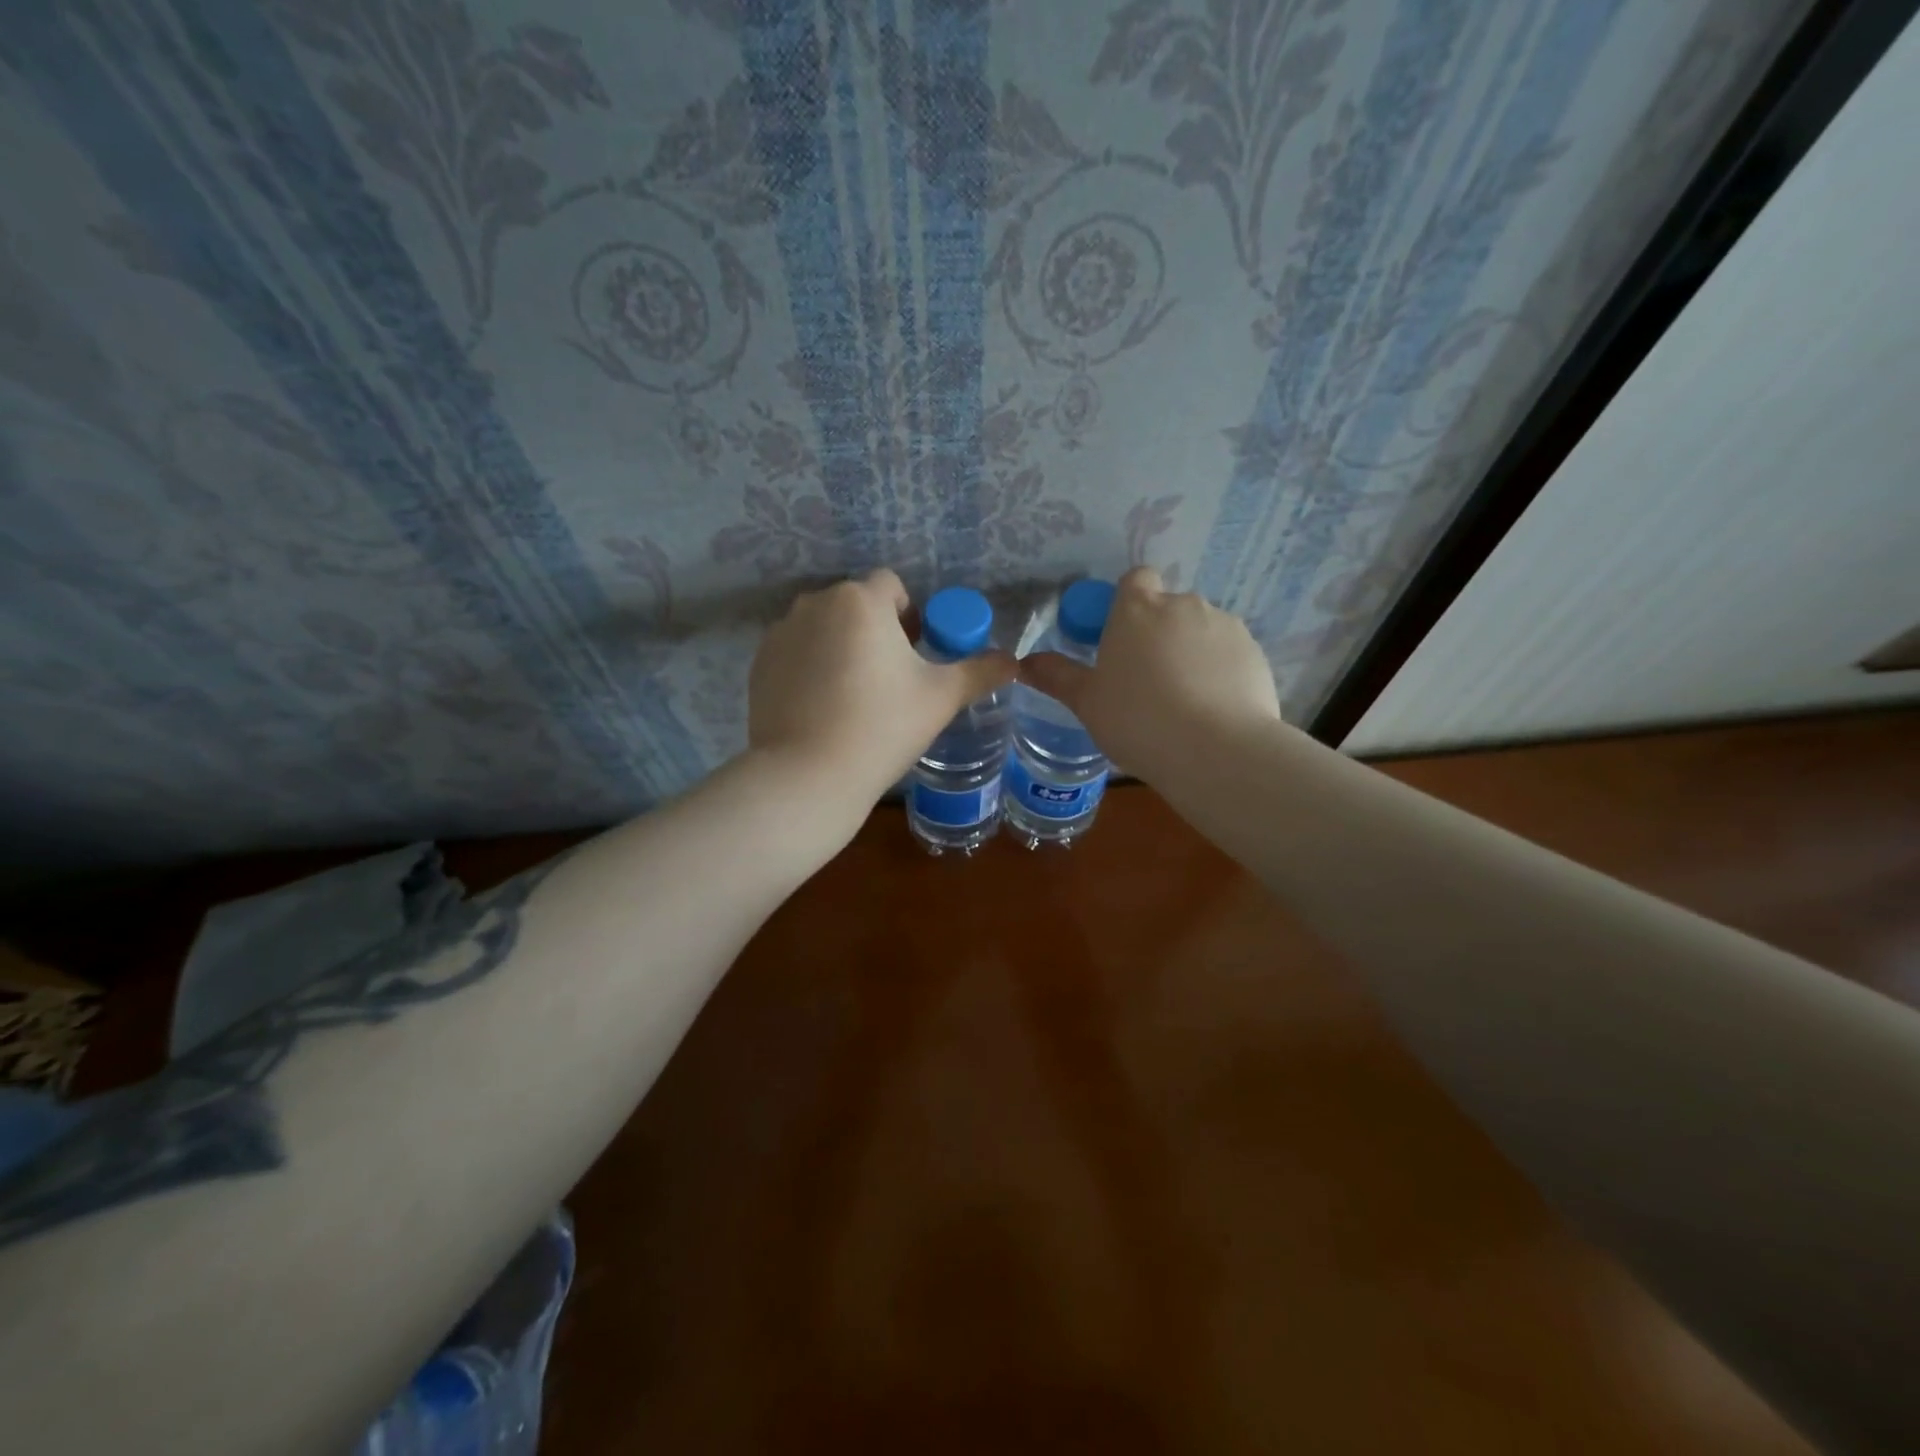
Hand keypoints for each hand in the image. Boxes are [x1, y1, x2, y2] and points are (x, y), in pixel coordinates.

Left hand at [748, 569, 1014, 805]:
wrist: (808, 776)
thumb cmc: (882, 727)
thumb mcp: (941, 698)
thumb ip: (981, 671)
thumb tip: (1014, 662)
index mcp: (860, 600)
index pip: (892, 586)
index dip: (910, 615)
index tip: (915, 653)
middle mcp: (815, 603)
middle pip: (856, 605)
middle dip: (875, 631)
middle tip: (890, 681)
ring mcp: (781, 633)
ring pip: (824, 628)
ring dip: (842, 647)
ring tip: (854, 697)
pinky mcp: (759, 664)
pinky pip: (797, 653)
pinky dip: (812, 668)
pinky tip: (823, 709)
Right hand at [1018, 566, 1281, 784]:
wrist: (1216, 751)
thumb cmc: (1137, 720)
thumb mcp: (1087, 703)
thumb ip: (1057, 677)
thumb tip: (1024, 663)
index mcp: (1137, 609)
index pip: (1135, 580)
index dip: (1129, 602)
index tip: (1121, 638)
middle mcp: (1183, 605)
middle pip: (1168, 608)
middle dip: (1159, 633)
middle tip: (1147, 680)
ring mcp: (1224, 626)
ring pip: (1201, 630)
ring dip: (1191, 651)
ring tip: (1184, 701)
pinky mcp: (1255, 652)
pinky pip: (1229, 654)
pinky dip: (1220, 671)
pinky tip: (1213, 709)